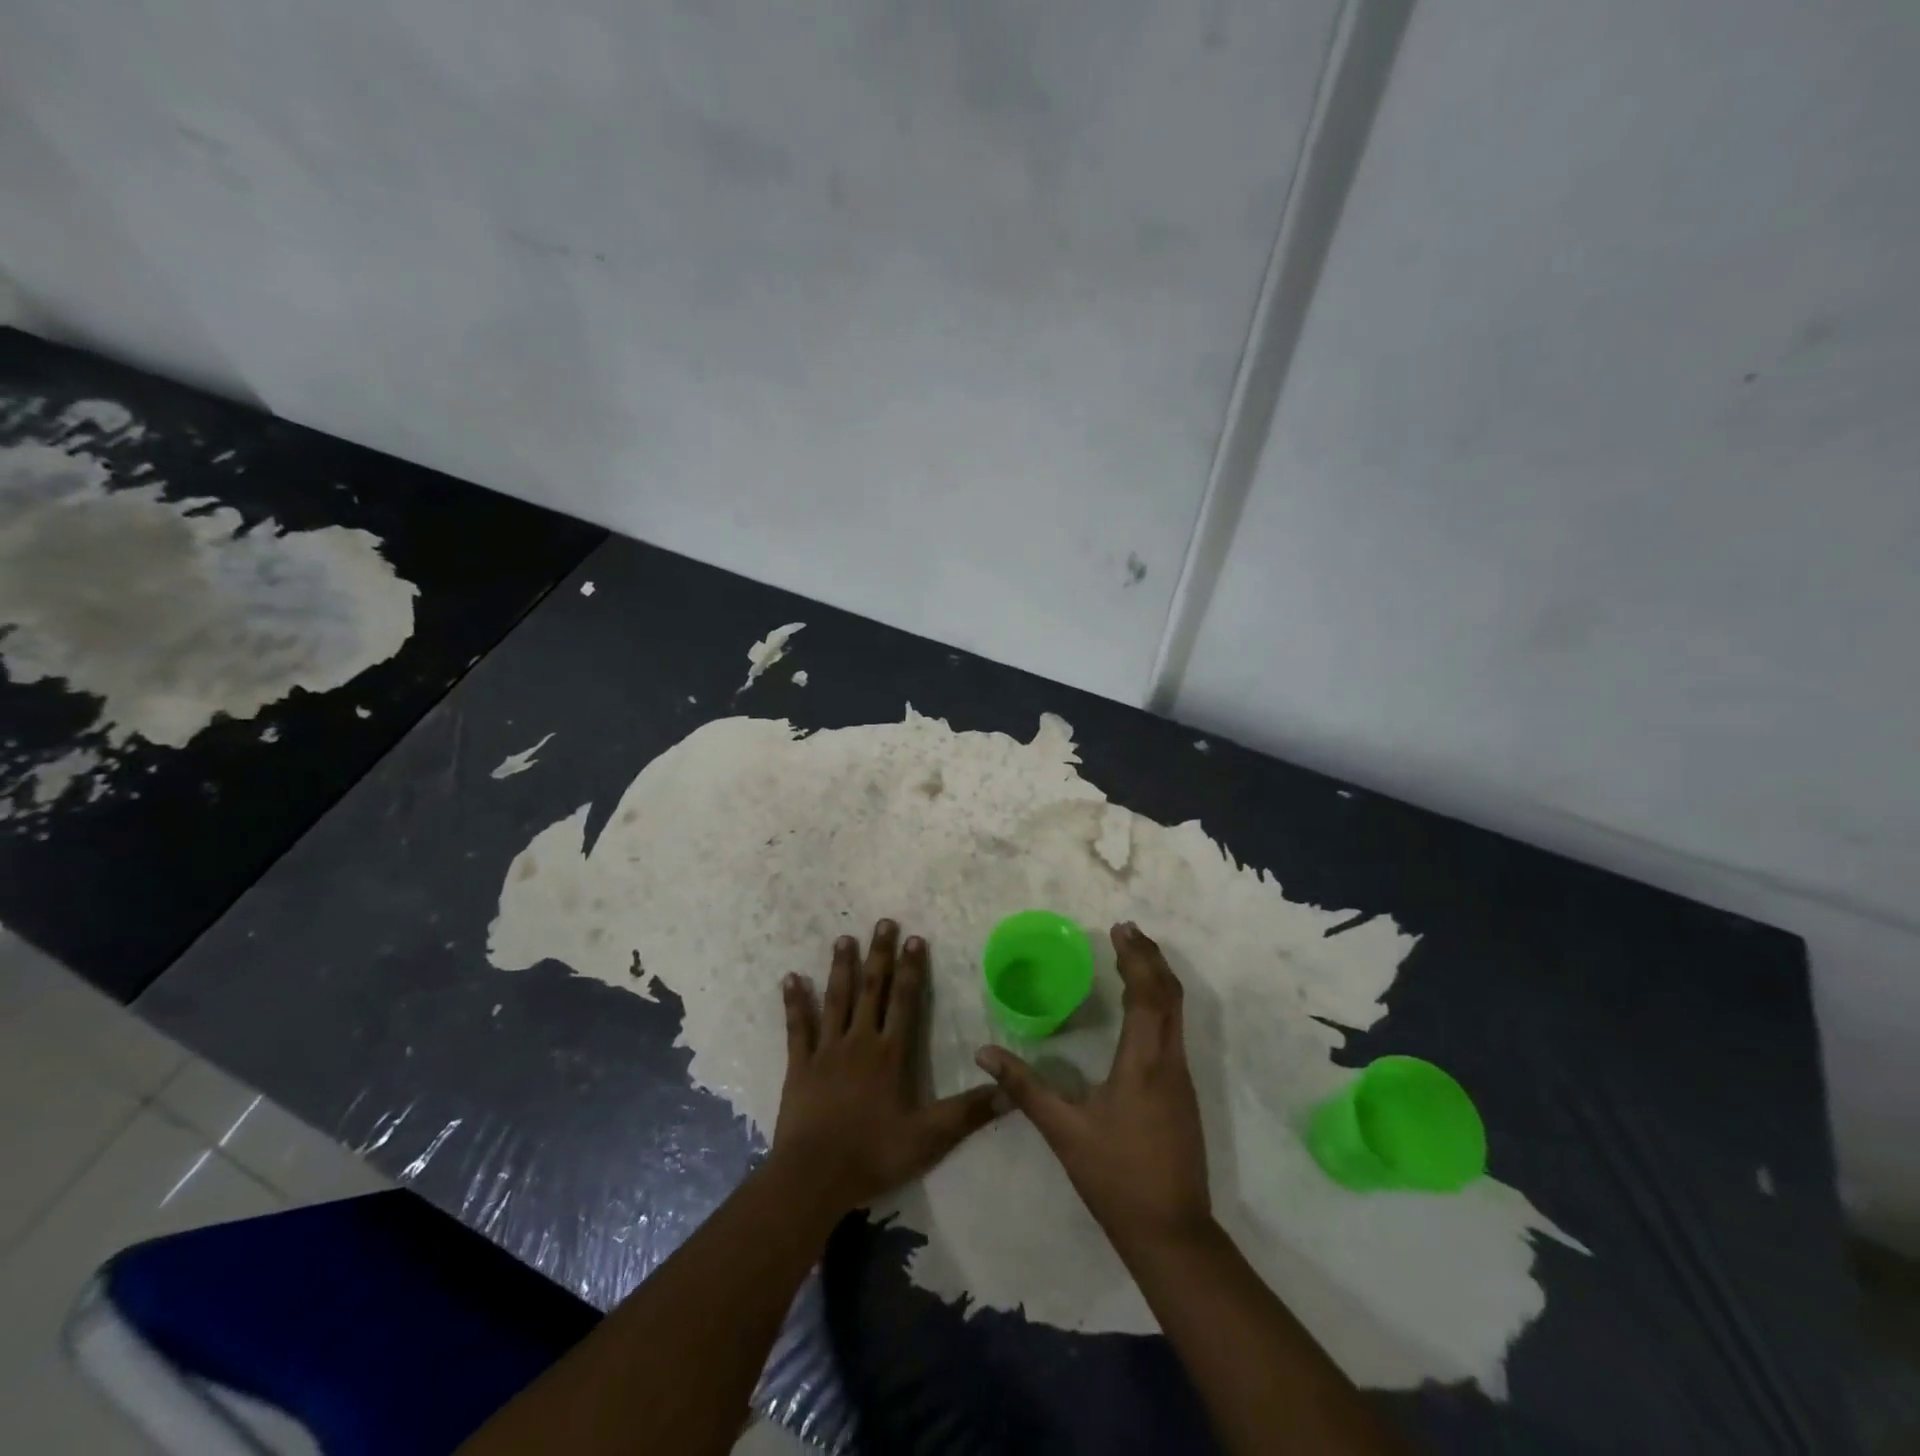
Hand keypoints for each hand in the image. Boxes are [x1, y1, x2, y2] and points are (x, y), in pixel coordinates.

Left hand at [769, 920, 1002, 1214]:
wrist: (813, 1177)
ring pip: (835, 999)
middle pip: (871, 989)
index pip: (904, 1001)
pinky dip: (795, 1002)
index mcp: (890, 1054)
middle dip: (879, 954)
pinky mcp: (799, 1065)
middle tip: (882, 922)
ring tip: (844, 938)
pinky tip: (790, 978)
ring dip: (840, 967)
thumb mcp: (928, 1138)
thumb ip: (967, 1113)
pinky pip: (797, 1027)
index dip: (911, 969)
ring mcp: (826, 1051)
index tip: (914, 938)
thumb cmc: (872, 1154)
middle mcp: (859, 1042)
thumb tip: (1008, 1092)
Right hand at [976, 922, 1211, 1254]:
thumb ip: (1024, 1087)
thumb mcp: (1064, 1131)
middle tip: (1127, 931)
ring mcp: (1182, 1077)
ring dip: (1158, 978)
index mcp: (1143, 1062)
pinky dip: (1161, 1002)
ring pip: (1177, 1011)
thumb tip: (984, 1053)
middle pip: (1170, 994)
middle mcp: (1170, 1060)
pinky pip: (1175, 1029)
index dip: (1135, 958)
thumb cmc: (1116, 1178)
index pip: (1146, 994)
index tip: (1119, 928)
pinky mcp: (1183, 1092)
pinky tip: (1141, 1007)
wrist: (1172, 1233)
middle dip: (1150, 957)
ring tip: (1134, 956)